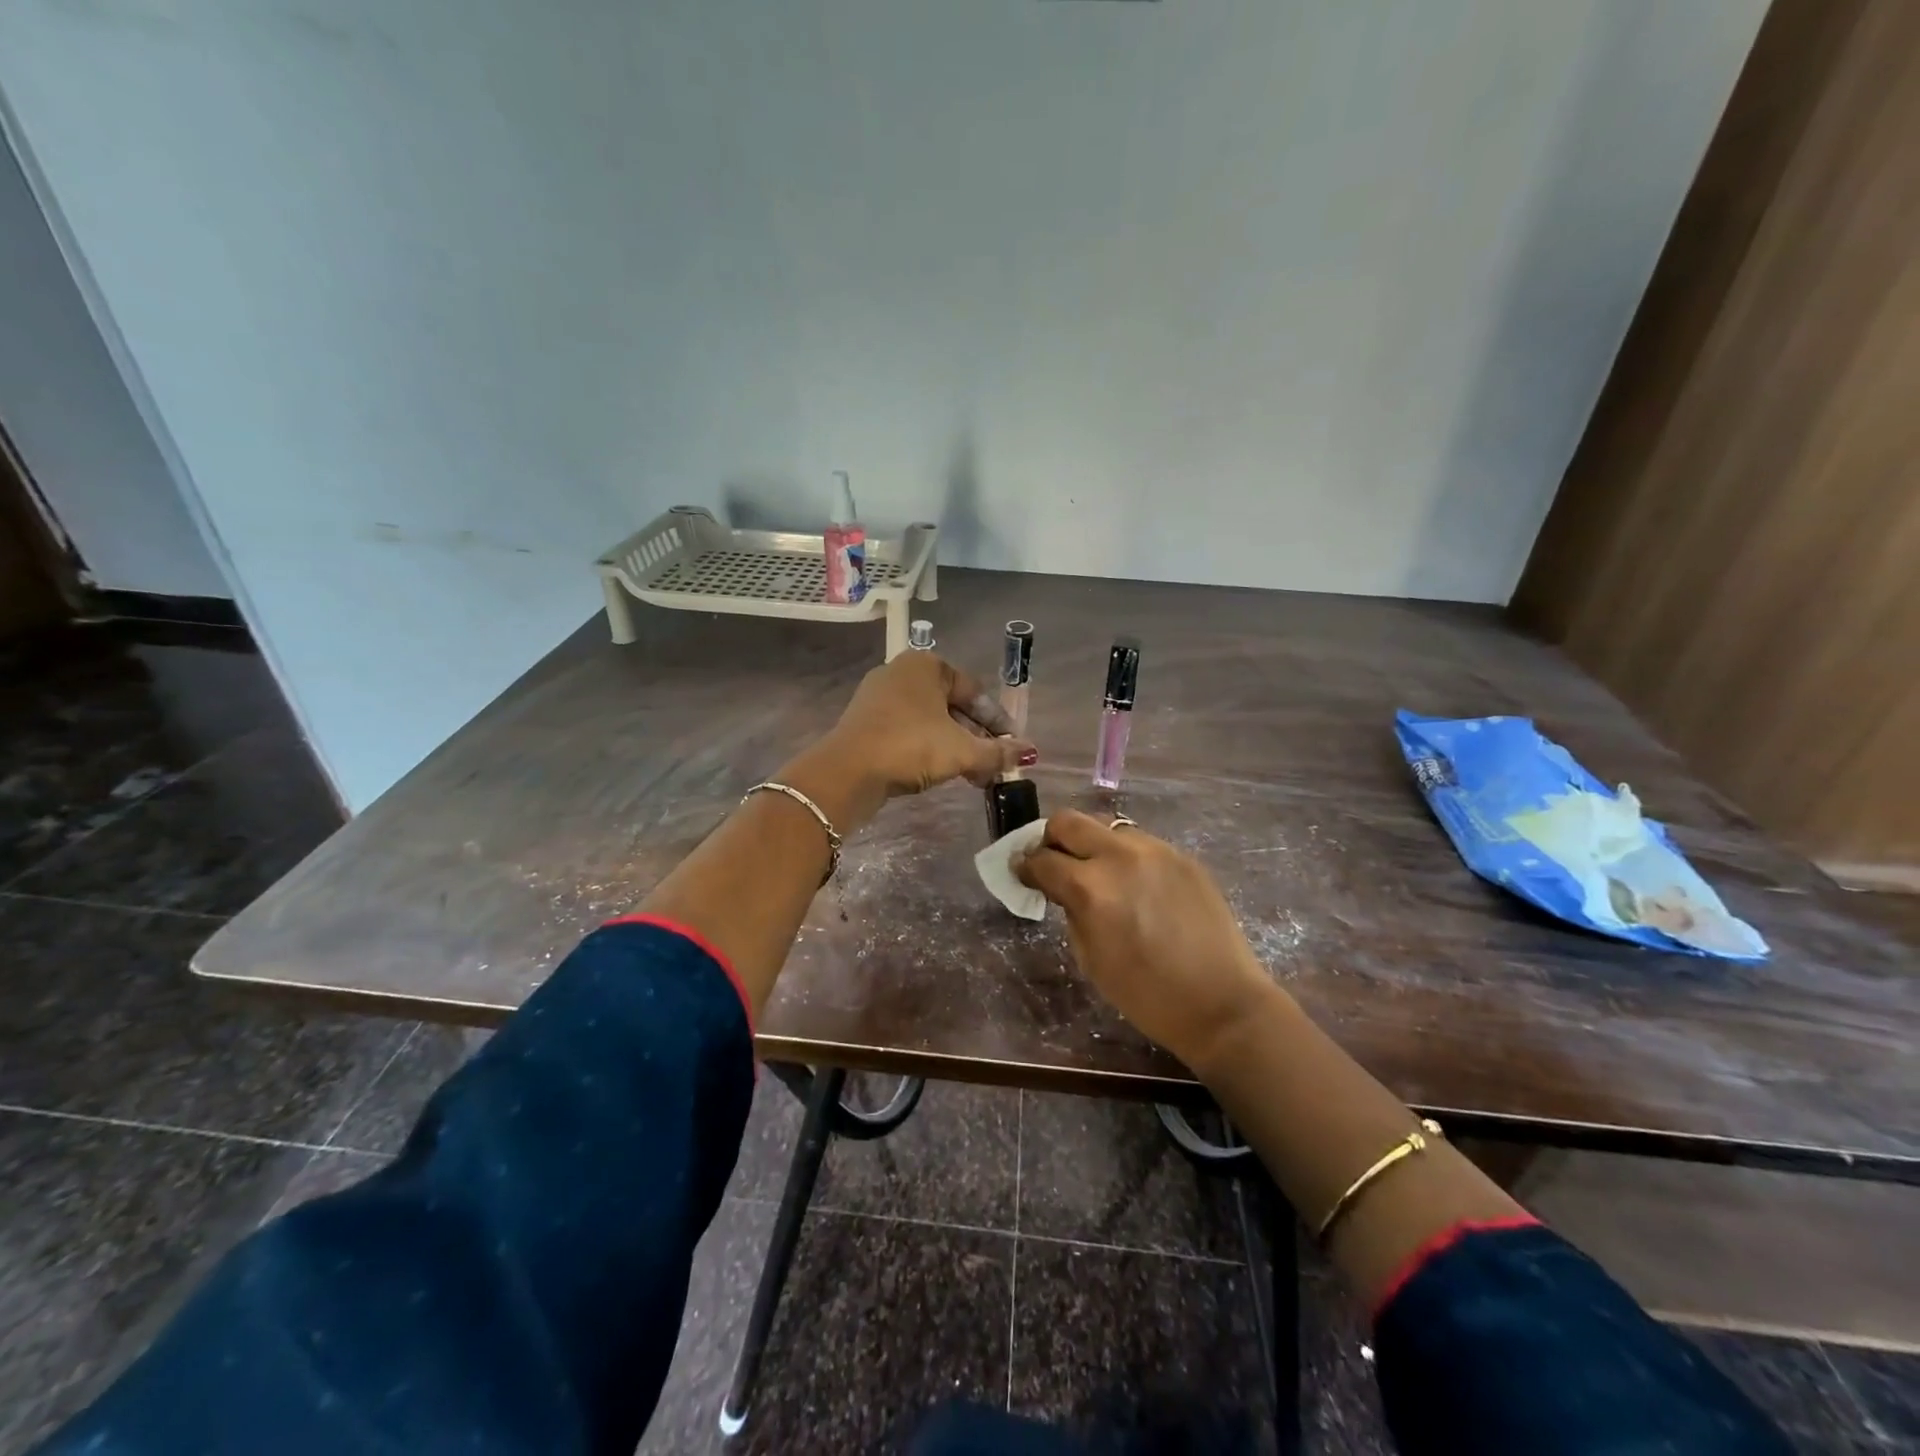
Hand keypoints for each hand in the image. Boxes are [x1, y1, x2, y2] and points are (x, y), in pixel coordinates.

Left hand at [781, 652, 1036, 832]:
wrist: (847, 772)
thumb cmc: (910, 747)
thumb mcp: (962, 751)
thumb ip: (997, 752)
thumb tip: (1028, 752)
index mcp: (926, 665)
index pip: (973, 690)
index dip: (997, 721)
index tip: (1012, 746)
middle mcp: (901, 672)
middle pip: (951, 705)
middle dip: (976, 737)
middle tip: (993, 764)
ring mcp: (879, 696)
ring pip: (930, 720)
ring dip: (954, 746)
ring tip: (972, 774)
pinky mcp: (865, 721)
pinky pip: (907, 730)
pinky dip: (928, 748)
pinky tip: (939, 771)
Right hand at [1016, 809, 1279, 1067]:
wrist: (1221, 1003)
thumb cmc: (1146, 995)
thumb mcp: (1090, 958)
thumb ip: (1070, 910)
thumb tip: (1060, 888)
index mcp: (1091, 888)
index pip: (1042, 859)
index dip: (1024, 867)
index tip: (1021, 873)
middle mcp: (1120, 856)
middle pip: (1068, 821)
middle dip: (1051, 838)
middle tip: (1052, 862)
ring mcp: (1155, 850)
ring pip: (1106, 826)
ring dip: (1091, 844)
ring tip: (1097, 873)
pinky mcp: (1181, 855)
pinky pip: (1139, 842)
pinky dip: (1124, 856)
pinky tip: (1134, 885)